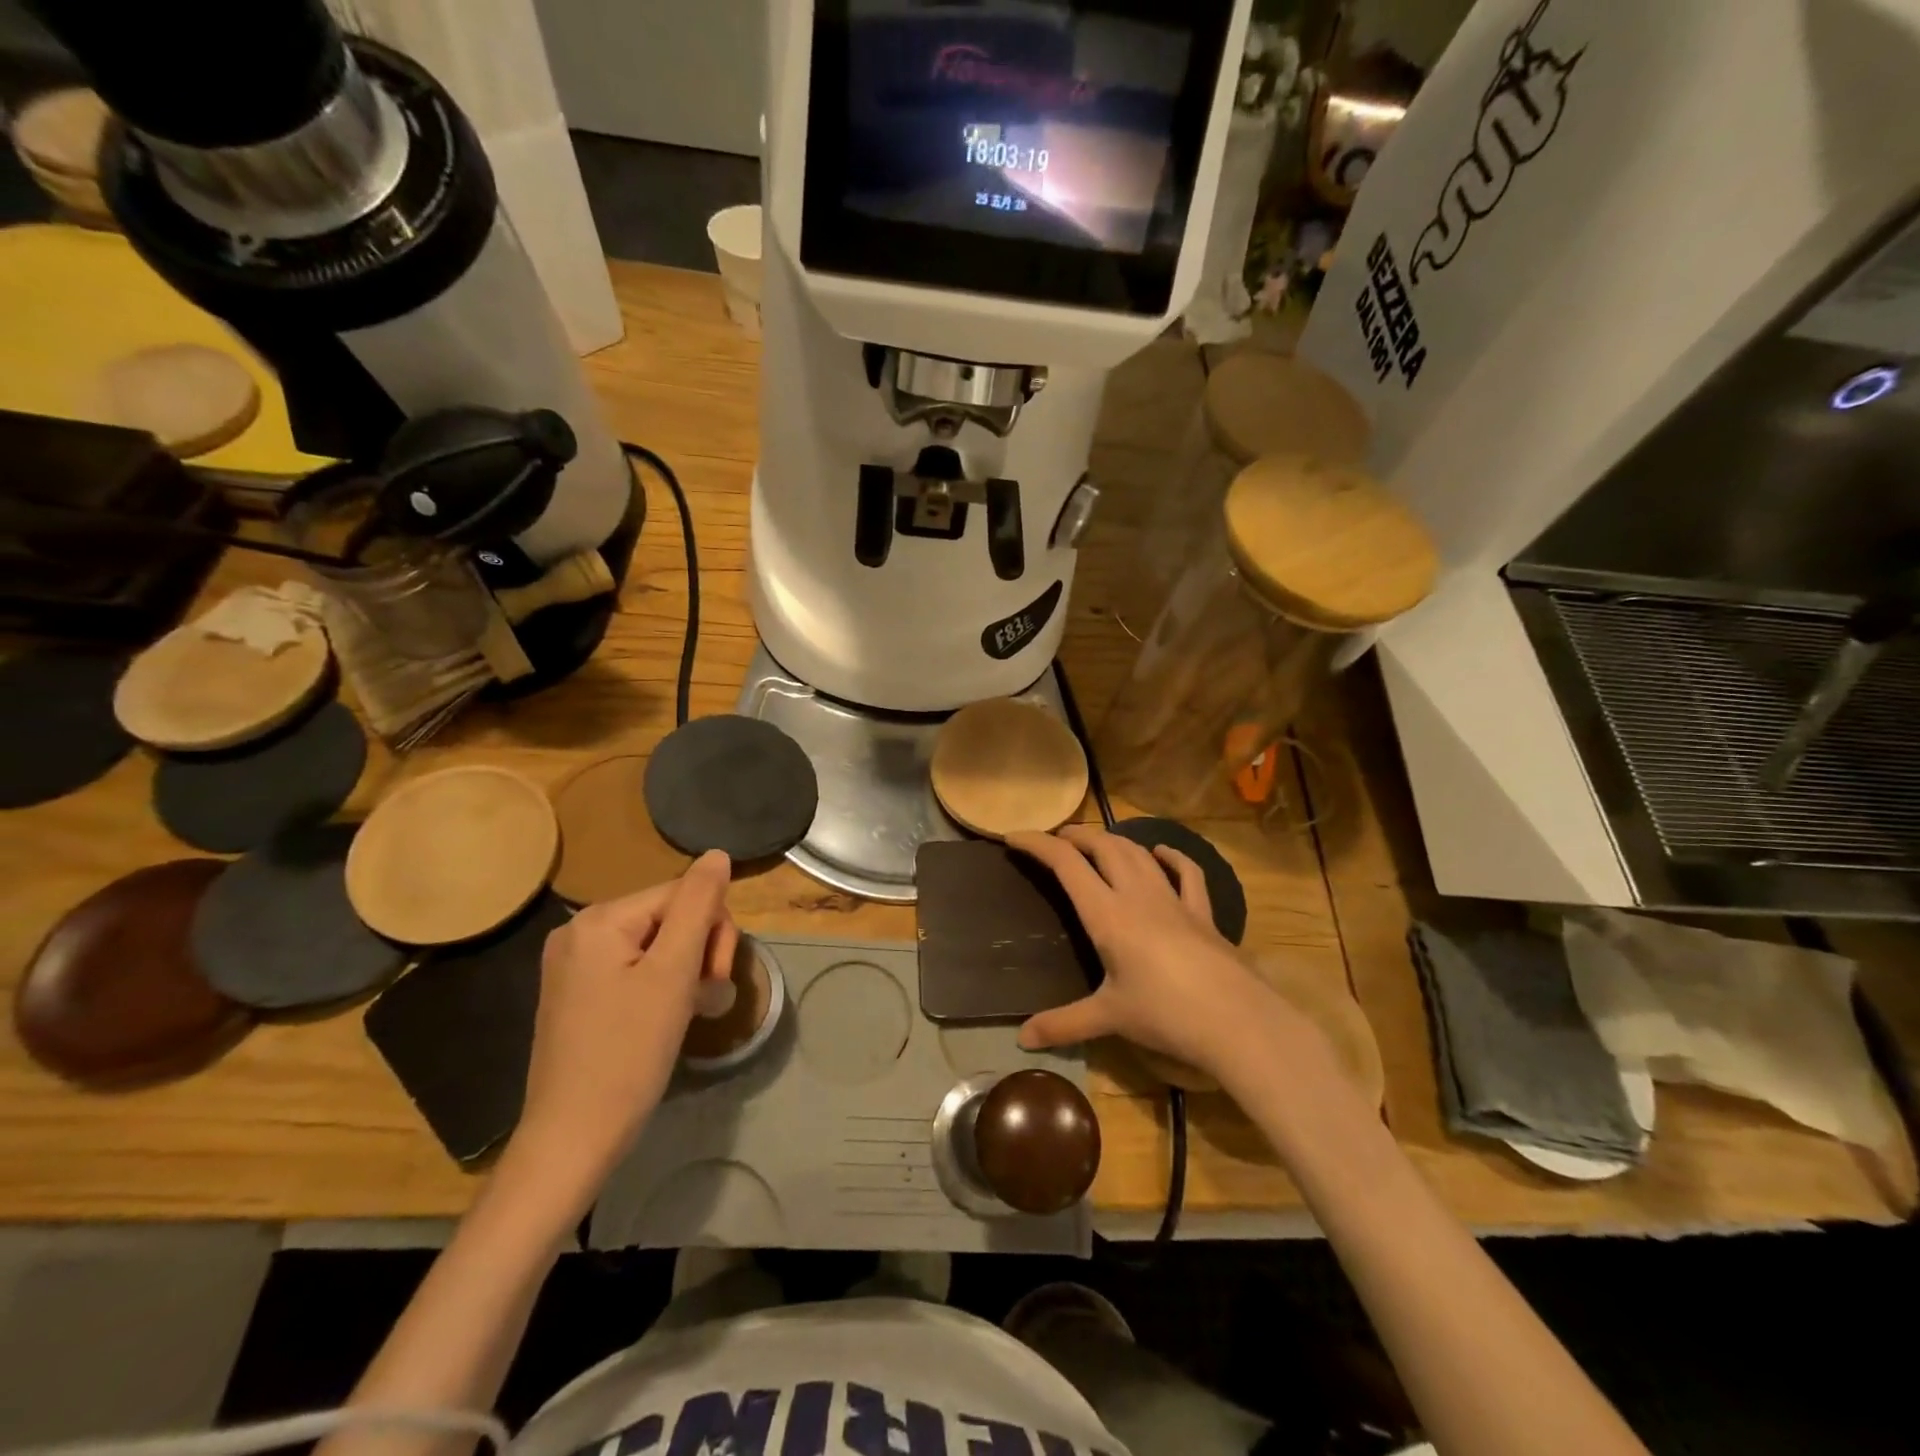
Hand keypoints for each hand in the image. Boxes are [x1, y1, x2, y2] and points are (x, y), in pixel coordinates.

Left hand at [503, 851, 737, 1210]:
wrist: (572, 1139)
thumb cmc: (629, 1053)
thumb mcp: (674, 973)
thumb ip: (698, 905)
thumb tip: (717, 854)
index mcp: (600, 919)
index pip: (682, 894)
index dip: (713, 930)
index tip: (716, 978)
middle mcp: (579, 931)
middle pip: (669, 916)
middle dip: (699, 950)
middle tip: (704, 996)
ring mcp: (573, 964)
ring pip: (657, 944)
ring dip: (685, 970)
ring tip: (690, 1011)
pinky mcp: (576, 994)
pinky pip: (634, 967)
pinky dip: (661, 985)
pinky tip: (667, 1016)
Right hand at [1008, 826, 1292, 1083]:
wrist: (1237, 1020)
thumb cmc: (1165, 1014)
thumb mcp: (1109, 1018)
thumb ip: (1063, 1025)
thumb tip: (1021, 1040)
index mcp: (1107, 914)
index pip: (1066, 864)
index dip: (1038, 844)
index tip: (1015, 837)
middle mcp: (1137, 895)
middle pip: (1103, 846)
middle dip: (1076, 836)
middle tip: (1056, 839)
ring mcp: (1173, 900)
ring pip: (1138, 853)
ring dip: (1113, 840)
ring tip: (1096, 842)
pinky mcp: (1202, 913)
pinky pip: (1186, 873)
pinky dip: (1171, 857)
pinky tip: (1162, 853)